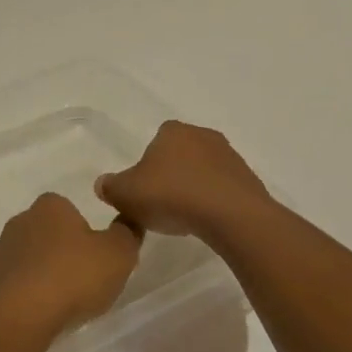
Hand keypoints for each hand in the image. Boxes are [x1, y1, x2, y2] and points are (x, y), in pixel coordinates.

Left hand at [0, 193, 142, 338]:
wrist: (20, 316)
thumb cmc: (73, 276)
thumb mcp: (118, 253)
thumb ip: (127, 234)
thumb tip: (127, 223)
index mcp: (50, 206)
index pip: (69, 209)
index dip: (85, 233)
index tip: (96, 258)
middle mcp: (21, 220)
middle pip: (48, 233)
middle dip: (63, 252)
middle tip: (83, 281)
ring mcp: (1, 251)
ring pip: (30, 259)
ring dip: (44, 274)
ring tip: (63, 303)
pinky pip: (16, 284)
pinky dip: (29, 295)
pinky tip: (42, 314)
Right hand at [95, 121, 270, 240]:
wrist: (231, 215)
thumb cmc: (173, 195)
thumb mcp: (127, 194)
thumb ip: (110, 187)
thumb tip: (102, 184)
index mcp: (172, 131)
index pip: (155, 141)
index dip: (148, 165)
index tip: (145, 189)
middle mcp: (202, 135)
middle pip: (180, 154)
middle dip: (172, 174)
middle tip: (162, 203)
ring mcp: (229, 155)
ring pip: (203, 170)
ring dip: (194, 188)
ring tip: (185, 217)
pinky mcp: (248, 179)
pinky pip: (223, 188)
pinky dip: (214, 201)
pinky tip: (206, 221)